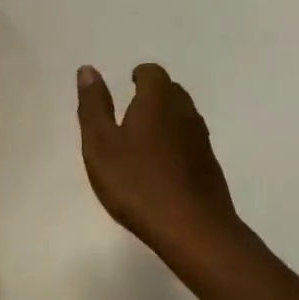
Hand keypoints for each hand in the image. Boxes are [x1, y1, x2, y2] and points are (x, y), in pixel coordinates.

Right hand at [76, 62, 248, 263]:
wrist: (194, 229)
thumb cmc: (138, 184)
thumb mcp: (101, 145)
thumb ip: (94, 106)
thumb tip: (88, 70)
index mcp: (157, 100)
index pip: (152, 73)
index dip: (139, 75)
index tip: (127, 86)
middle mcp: (184, 112)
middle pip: (170, 91)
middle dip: (151, 95)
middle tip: (129, 113)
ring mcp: (201, 139)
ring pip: (182, 116)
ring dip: (164, 120)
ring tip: (142, 141)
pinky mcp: (209, 165)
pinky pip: (190, 141)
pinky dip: (175, 144)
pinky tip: (161, 168)